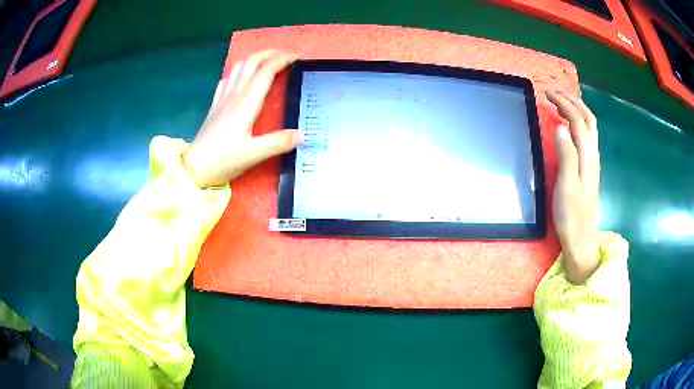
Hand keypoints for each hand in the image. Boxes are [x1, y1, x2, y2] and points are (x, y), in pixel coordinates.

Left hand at [183, 50, 300, 187]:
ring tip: (268, 62)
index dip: (283, 59)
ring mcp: (223, 98)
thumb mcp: (253, 155)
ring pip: (238, 67)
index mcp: (246, 103)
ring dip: (255, 59)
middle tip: (287, 56)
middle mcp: (234, 95)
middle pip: (252, 62)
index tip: (299, 57)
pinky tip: (243, 79)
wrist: (193, 168)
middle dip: (271, 53)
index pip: (266, 71)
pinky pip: (227, 80)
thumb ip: (278, 143)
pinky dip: (239, 72)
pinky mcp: (215, 105)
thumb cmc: (222, 160)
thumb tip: (302, 134)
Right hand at [547, 90, 599, 284]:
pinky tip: (569, 126)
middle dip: (572, 101)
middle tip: (553, 93)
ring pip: (589, 128)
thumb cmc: (573, 219)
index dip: (564, 103)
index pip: (578, 121)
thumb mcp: (567, 188)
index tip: (546, 93)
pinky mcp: (589, 171)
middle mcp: (593, 156)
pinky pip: (586, 138)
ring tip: (560, 103)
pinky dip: (577, 124)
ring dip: (576, 110)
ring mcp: (592, 163)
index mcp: (588, 158)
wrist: (582, 243)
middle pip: (588, 119)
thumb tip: (561, 126)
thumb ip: (567, 156)